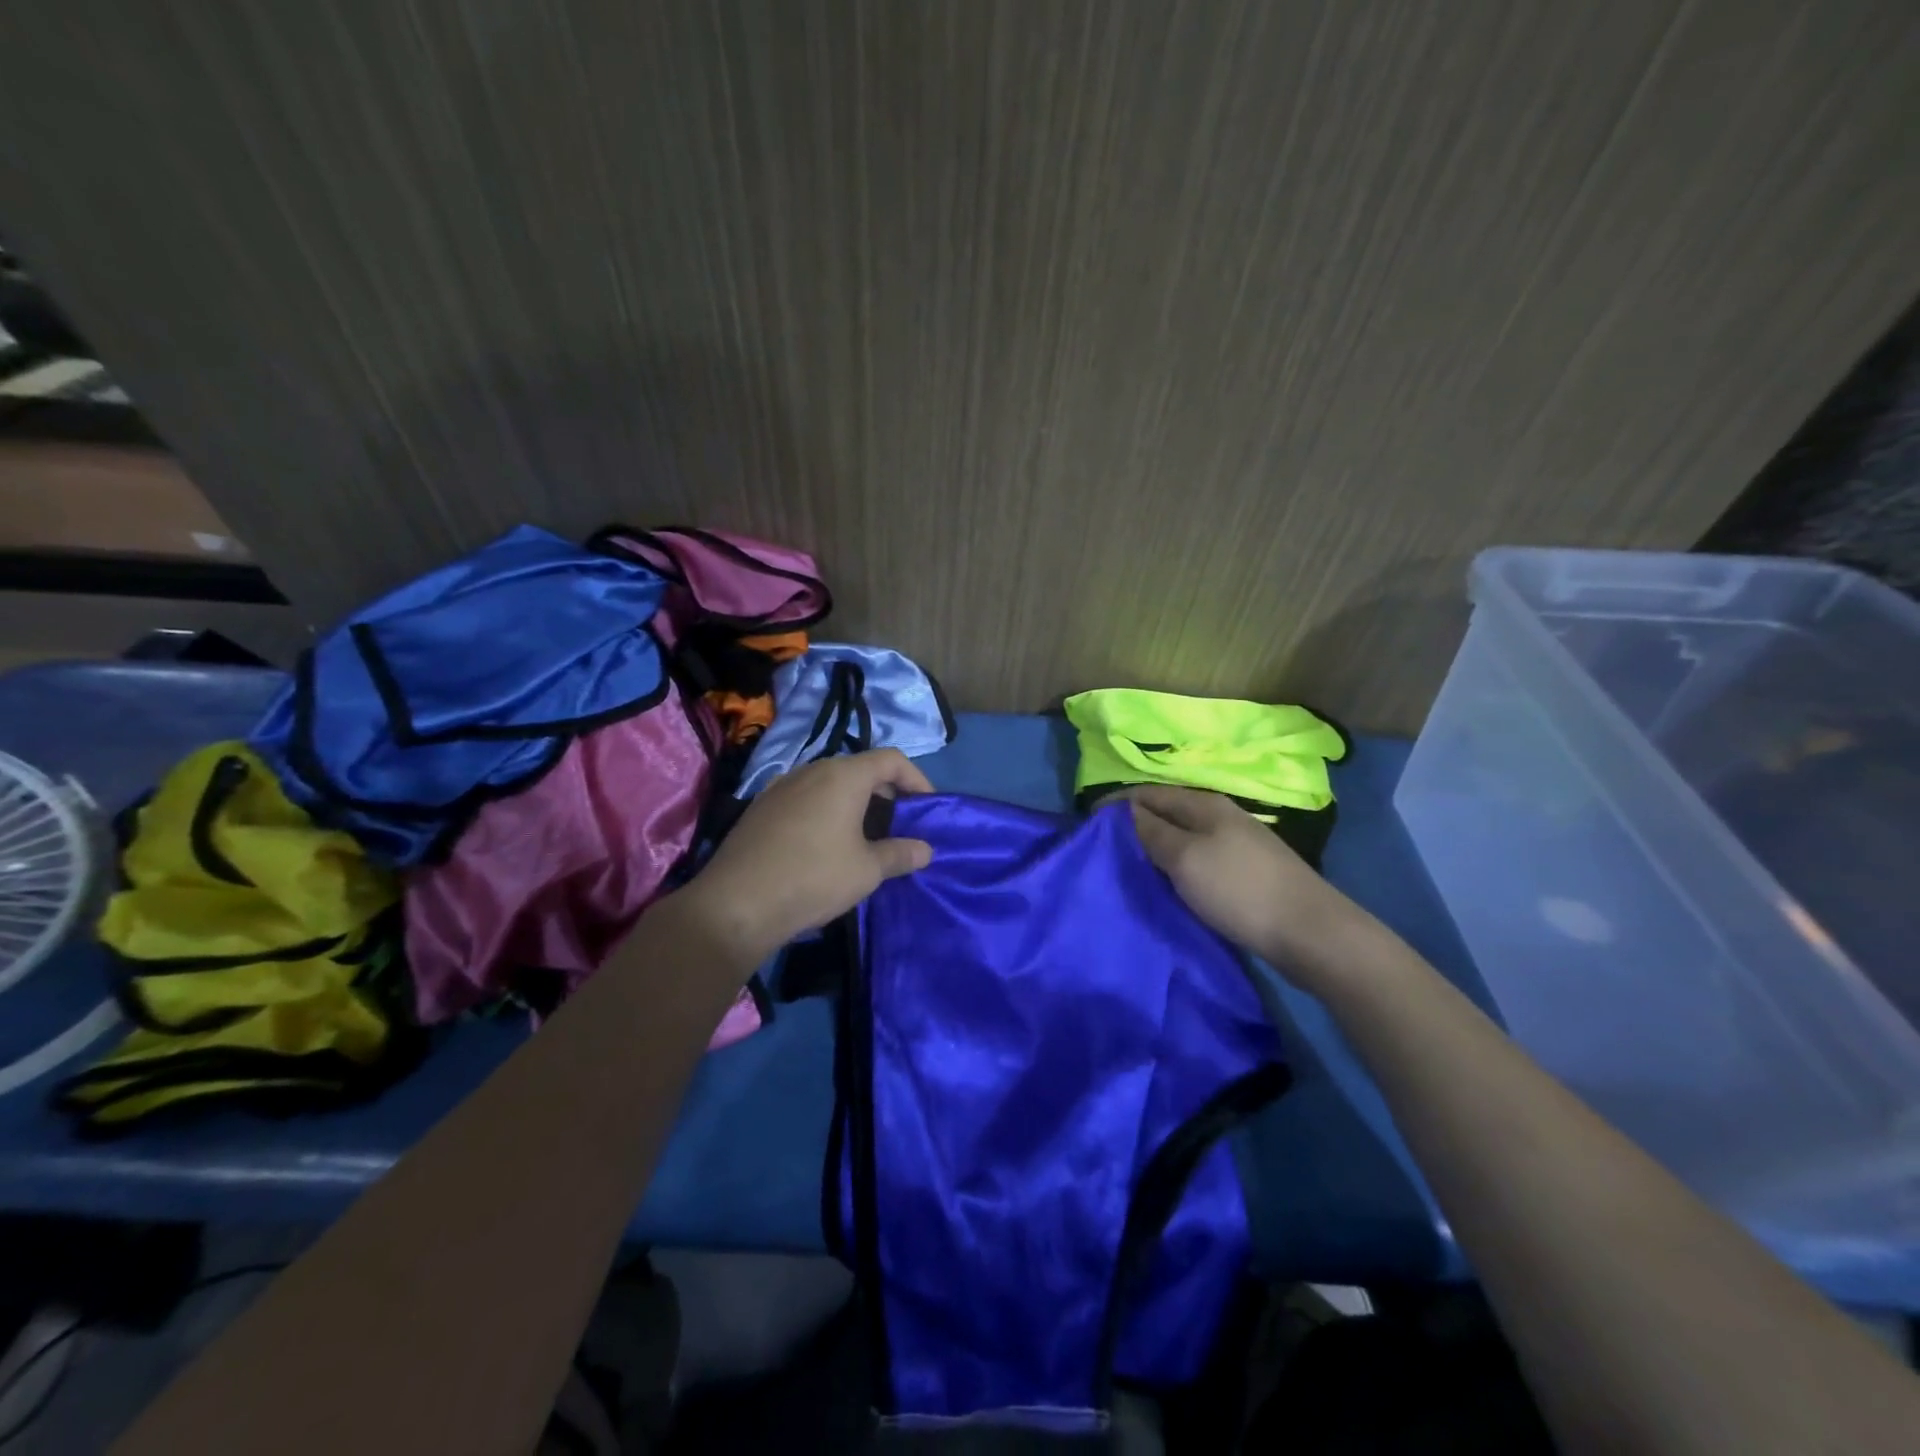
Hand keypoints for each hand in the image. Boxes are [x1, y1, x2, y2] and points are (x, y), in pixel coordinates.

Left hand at [677, 749, 934, 965]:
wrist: (736, 904)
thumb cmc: (813, 878)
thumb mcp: (867, 871)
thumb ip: (900, 854)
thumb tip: (925, 850)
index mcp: (843, 776)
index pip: (891, 759)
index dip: (916, 779)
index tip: (927, 808)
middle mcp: (811, 770)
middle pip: (859, 768)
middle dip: (886, 792)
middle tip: (899, 824)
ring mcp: (781, 787)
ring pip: (829, 783)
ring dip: (854, 802)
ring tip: (865, 836)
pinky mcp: (760, 807)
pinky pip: (805, 798)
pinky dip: (826, 811)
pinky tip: (825, 844)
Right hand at [1124, 784, 1364, 975]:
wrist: (1310, 932)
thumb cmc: (1239, 889)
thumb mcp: (1185, 858)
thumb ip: (1152, 832)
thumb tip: (1124, 810)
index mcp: (1204, 804)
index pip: (1148, 793)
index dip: (1116, 805)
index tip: (1086, 824)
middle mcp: (1219, 816)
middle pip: (1166, 812)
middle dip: (1133, 825)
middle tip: (1103, 849)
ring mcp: (1235, 844)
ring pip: (1182, 837)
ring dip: (1154, 847)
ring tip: (1128, 867)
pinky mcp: (1244, 872)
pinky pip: (1197, 859)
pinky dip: (1175, 866)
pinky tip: (1166, 883)